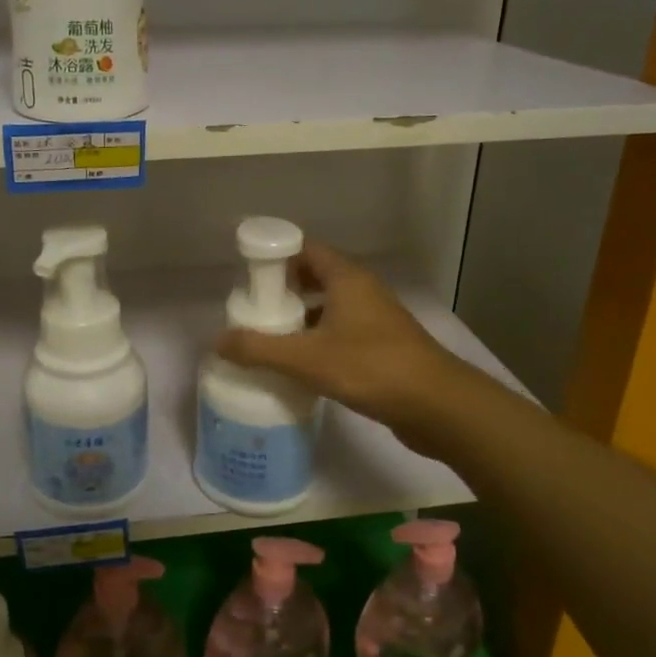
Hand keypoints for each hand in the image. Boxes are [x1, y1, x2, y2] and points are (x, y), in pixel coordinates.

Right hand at [216, 242, 469, 454]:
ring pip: (329, 307)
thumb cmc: (371, 368)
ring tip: (270, 339)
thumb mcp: (307, 358)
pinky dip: (318, 341)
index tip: (247, 279)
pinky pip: (341, 332)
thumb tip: (217, 341)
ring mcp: (376, 319)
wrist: (438, 406)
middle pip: (315, 277)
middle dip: (283, 291)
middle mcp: (362, 291)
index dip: (275, 258)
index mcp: (347, 278)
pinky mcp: (382, 347)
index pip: (305, 249)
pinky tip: (301, 366)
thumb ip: (259, 349)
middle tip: (254, 311)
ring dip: (301, 318)